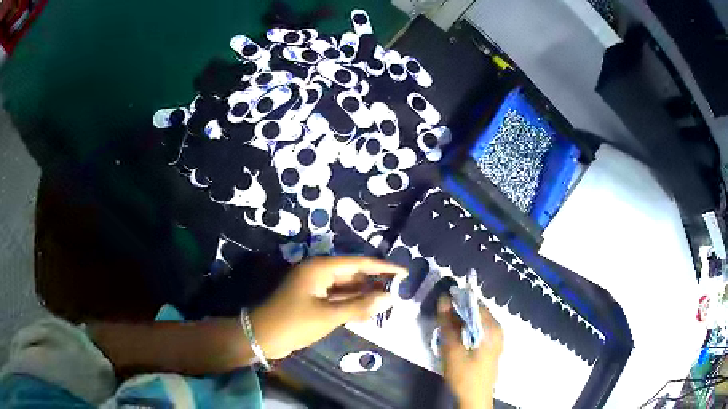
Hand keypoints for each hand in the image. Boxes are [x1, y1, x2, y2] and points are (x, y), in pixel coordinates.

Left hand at [251, 256, 406, 359]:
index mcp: (320, 268)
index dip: (383, 267)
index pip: (359, 263)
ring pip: (346, 286)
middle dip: (374, 282)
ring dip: (364, 294)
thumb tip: (390, 298)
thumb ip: (360, 306)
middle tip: (399, 291)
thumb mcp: (328, 315)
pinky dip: (352, 303)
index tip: (404, 272)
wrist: (261, 337)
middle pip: (353, 273)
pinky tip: (367, 311)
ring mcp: (315, 286)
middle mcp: (318, 272)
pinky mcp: (313, 299)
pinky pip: (338, 297)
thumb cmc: (294, 323)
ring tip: (388, 302)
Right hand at [438, 296, 502, 408]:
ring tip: (446, 327)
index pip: (476, 303)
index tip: (442, 300)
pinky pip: (479, 331)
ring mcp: (497, 339)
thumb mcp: (452, 349)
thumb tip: (443, 298)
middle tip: (442, 316)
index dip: (458, 299)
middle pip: (477, 312)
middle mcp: (498, 330)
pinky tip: (456, 338)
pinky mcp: (492, 347)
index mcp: (492, 328)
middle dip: (459, 311)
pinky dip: (467, 330)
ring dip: (461, 321)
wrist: (474, 399)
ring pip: (477, 322)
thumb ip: (447, 323)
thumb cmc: (464, 375)